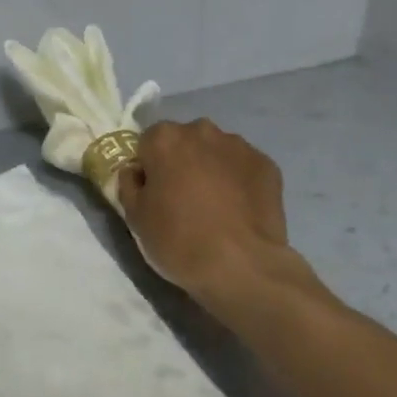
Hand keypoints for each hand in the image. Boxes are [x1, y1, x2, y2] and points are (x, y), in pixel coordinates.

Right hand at [117, 119, 306, 300]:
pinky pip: (243, 167)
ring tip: (215, 206)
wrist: (242, 266)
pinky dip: (238, 181)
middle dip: (181, 162)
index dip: (149, 167)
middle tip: (183, 198)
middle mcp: (202, 131)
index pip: (148, 142)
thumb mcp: (134, 216)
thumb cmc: (178, 239)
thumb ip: (129, 184)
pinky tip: (238, 210)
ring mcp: (239, 146)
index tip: (154, 192)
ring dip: (211, 169)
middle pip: (184, 141)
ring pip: (215, 152)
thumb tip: (137, 173)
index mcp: (164, 139)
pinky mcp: (267, 164)